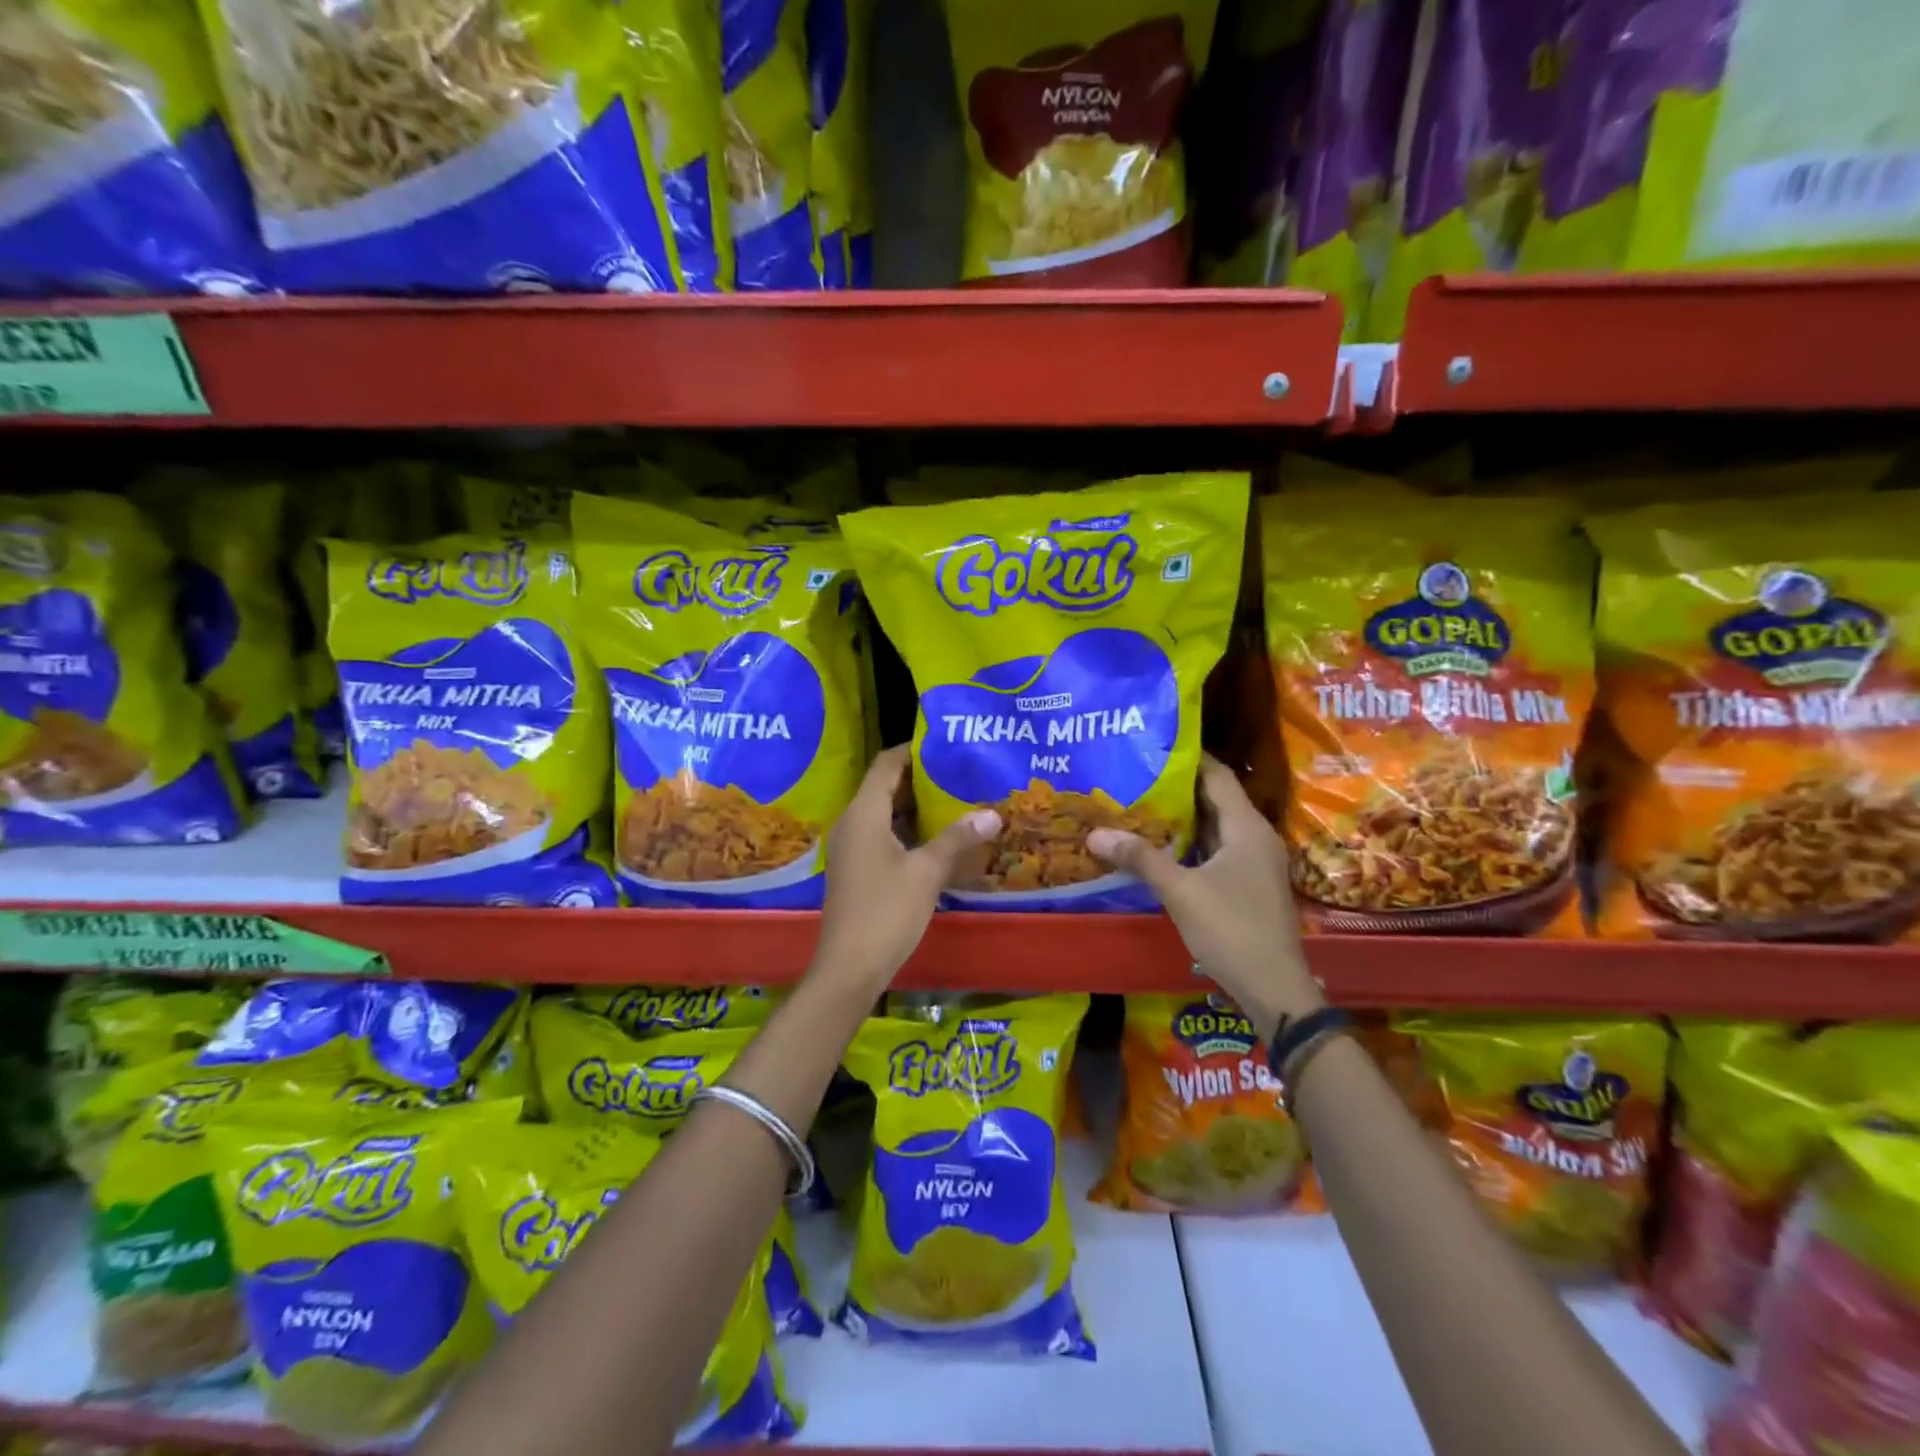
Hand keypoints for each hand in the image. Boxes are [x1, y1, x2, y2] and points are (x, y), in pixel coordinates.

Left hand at [813, 746, 1001, 987]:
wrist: (849, 967)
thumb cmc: (886, 912)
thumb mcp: (927, 872)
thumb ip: (957, 839)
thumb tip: (991, 813)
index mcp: (863, 814)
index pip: (885, 765)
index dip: (911, 750)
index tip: (943, 744)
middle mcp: (852, 824)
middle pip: (883, 787)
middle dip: (918, 778)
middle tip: (957, 771)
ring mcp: (851, 849)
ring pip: (884, 814)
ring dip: (914, 806)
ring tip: (953, 799)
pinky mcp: (855, 870)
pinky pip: (881, 835)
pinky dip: (906, 830)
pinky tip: (936, 839)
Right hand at [1088, 754, 1320, 1037]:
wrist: (1274, 988)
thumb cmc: (1231, 929)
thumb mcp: (1180, 891)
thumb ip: (1140, 859)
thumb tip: (1095, 834)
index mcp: (1246, 827)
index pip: (1217, 775)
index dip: (1188, 758)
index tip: (1152, 746)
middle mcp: (1255, 837)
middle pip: (1216, 799)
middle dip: (1177, 787)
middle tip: (1136, 775)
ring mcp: (1255, 862)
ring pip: (1215, 827)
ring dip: (1182, 817)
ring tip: (1141, 804)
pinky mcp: (1249, 884)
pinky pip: (1217, 850)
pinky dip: (1191, 843)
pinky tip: (1161, 847)